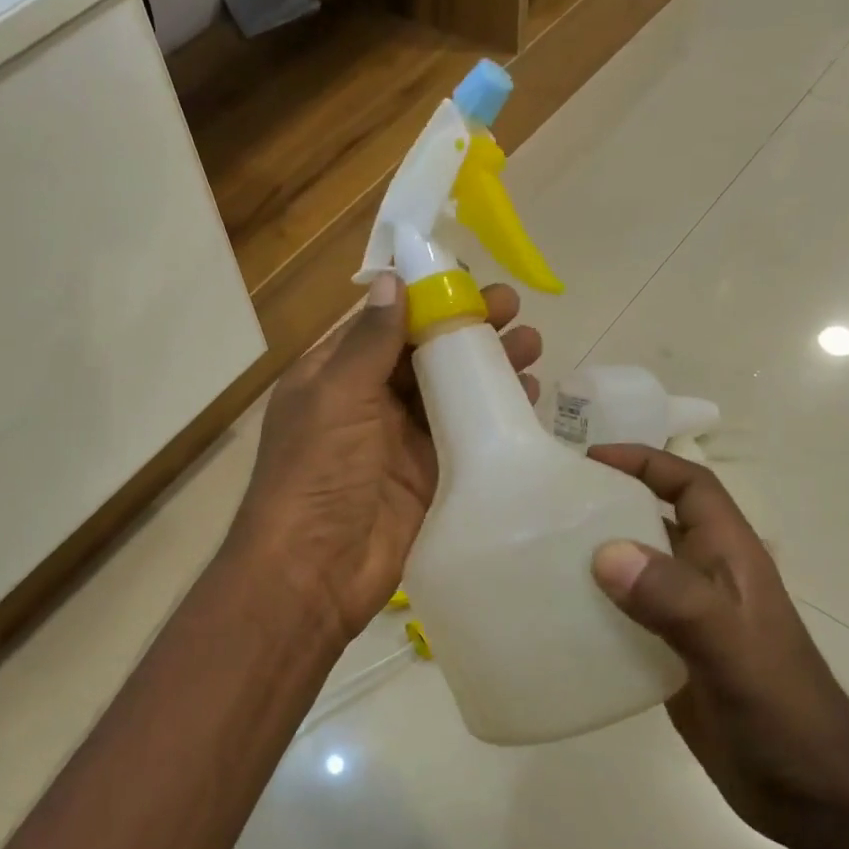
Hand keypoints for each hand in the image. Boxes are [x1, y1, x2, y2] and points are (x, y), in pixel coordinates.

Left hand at [229, 274, 541, 646]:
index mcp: (332, 376)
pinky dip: (493, 413)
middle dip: (466, 328)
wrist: (315, 570)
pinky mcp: (428, 475)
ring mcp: (398, 441)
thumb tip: (392, 280)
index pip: (383, 323)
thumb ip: (369, 342)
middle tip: (514, 308)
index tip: (469, 278)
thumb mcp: (336, 396)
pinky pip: (464, 434)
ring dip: (487, 366)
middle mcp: (365, 402)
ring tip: (533, 344)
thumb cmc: (316, 473)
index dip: (424, 297)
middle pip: (422, 354)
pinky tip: (527, 394)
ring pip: (449, 391)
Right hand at [587, 445, 848, 848]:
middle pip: (656, 520)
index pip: (691, 487)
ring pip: (638, 568)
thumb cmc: (782, 712)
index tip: (590, 459)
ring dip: (597, 555)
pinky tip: (559, 617)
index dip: (646, 462)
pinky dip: (595, 607)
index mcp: (731, 559)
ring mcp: (690, 621)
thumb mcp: (731, 650)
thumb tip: (605, 552)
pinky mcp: (672, 657)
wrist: (812, 794)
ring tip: (541, 553)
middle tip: (549, 504)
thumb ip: (676, 600)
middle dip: (610, 503)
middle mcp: (708, 580)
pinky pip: (626, 616)